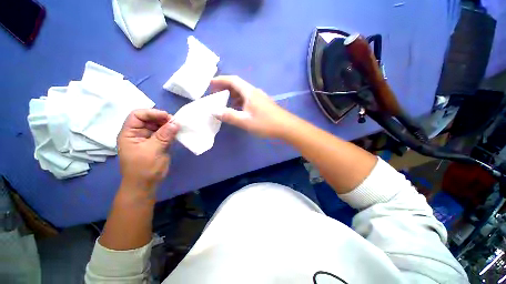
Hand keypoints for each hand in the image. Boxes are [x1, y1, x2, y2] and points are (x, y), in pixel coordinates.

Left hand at [117, 109, 178, 190]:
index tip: (167, 117)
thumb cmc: (144, 169)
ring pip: (158, 125)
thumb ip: (164, 136)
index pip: (137, 115)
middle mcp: (138, 133)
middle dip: (162, 119)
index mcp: (129, 133)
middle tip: (175, 122)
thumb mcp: (153, 151)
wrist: (146, 185)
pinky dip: (171, 131)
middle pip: (149, 119)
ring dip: (168, 125)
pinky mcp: (157, 143)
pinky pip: (164, 133)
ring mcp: (148, 138)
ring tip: (178, 127)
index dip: (151, 113)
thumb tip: (176, 123)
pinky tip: (177, 132)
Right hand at [211, 76, 293, 137]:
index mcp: (249, 92)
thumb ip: (229, 115)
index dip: (221, 80)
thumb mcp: (245, 121)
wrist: (286, 127)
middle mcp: (254, 92)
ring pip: (243, 93)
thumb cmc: (265, 123)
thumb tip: (214, 111)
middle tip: (215, 94)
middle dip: (225, 88)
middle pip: (237, 85)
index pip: (233, 80)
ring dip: (232, 95)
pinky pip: (248, 99)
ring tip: (224, 102)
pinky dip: (240, 101)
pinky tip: (237, 109)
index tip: (210, 83)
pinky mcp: (263, 104)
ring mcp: (260, 98)